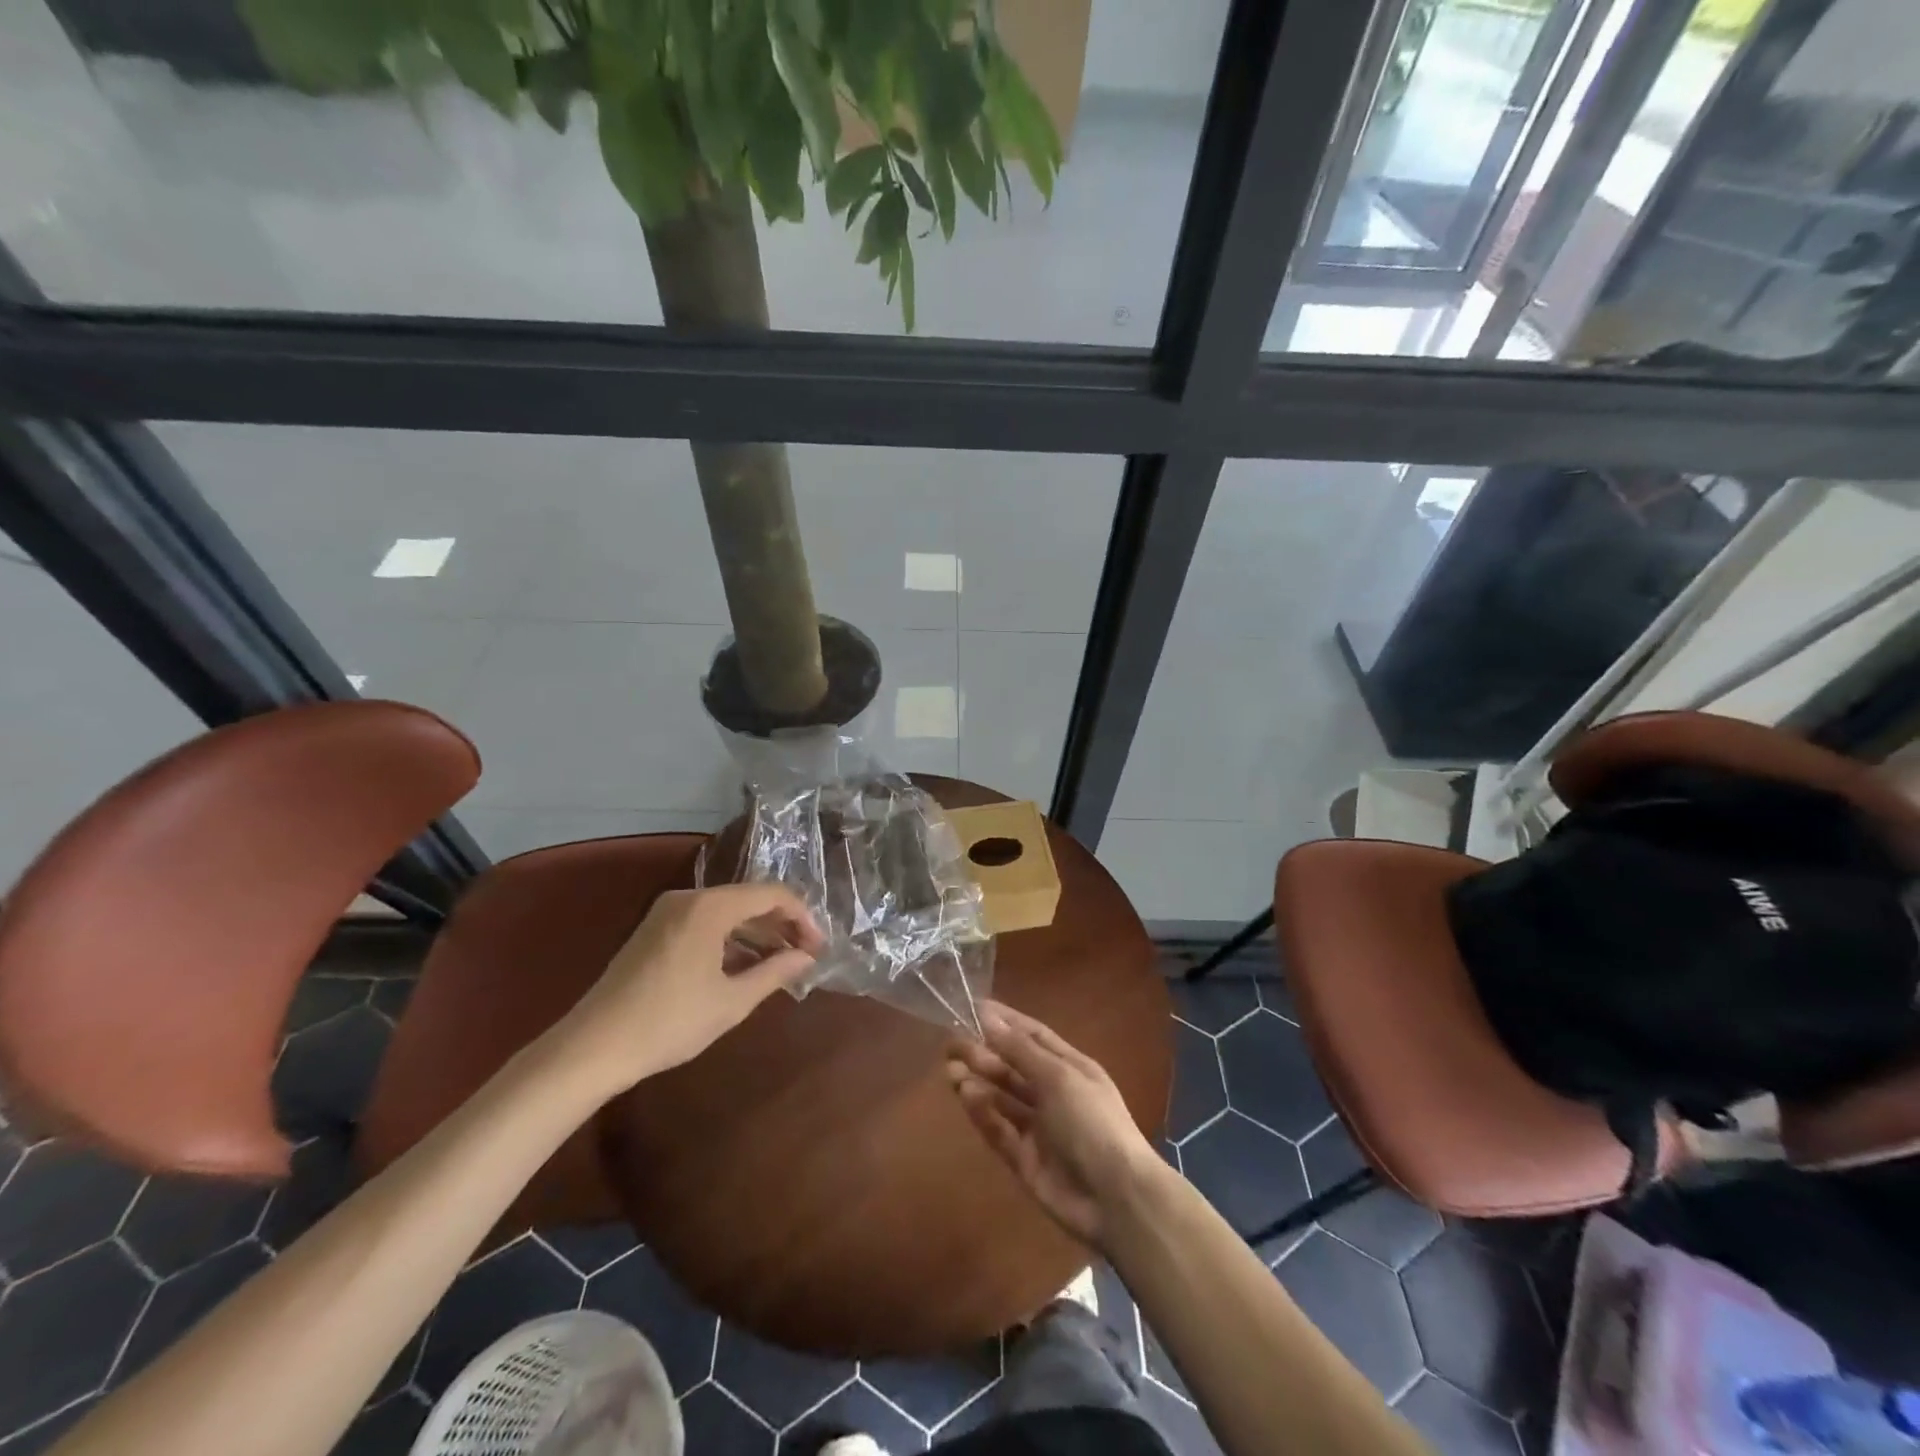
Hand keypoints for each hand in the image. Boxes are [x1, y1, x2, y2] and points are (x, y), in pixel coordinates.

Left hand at [555, 885, 822, 1091]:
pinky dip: (730, 937)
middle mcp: (689, 898)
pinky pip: (705, 921)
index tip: (818, 948)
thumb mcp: (732, 1001)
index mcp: (710, 907)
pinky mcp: (655, 930)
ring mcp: (667, 912)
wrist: (592, 1047)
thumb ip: (775, 972)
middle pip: (749, 898)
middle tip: (805, 954)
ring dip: (757, 931)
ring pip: (727, 910)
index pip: (771, 894)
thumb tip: (806, 957)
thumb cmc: (669, 1022)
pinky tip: (744, 965)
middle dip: (781, 923)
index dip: (802, 917)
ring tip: (781, 962)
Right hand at [945, 1001, 1160, 1245]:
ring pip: (1002, 1097)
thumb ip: (1020, 1050)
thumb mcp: (1059, 1076)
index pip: (1034, 1036)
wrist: (1115, 1198)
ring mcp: (1039, 1128)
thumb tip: (988, 1018)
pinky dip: (982, 1113)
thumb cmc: (1092, 1122)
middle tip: (950, 1044)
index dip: (1005, 1021)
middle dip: (984, 1053)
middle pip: (1013, 1066)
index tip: (973, 1008)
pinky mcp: (1025, 1159)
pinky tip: (965, 1096)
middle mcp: (1054, 1093)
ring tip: (950, 1070)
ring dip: (978, 1081)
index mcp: (1070, 1067)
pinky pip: (999, 1130)